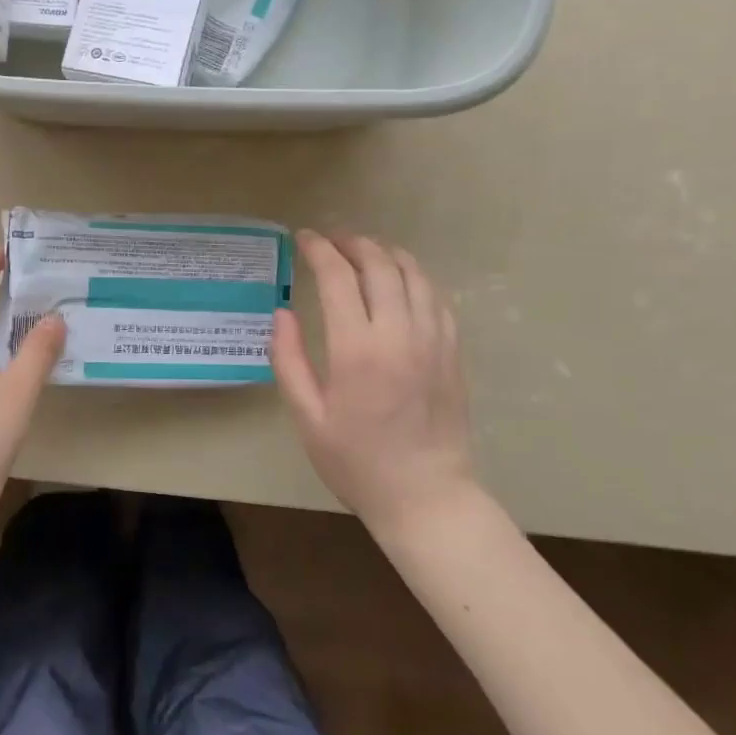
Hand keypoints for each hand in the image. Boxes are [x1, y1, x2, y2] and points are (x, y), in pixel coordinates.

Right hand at [271, 231, 474, 533]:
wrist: (426, 496)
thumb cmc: (356, 462)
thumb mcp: (307, 418)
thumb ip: (289, 360)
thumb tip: (282, 313)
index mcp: (357, 350)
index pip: (338, 278)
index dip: (319, 250)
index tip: (303, 238)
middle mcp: (399, 334)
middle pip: (379, 265)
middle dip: (352, 243)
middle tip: (331, 240)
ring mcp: (433, 340)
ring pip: (413, 274)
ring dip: (386, 253)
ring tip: (364, 250)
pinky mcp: (453, 351)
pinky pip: (436, 297)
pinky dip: (415, 276)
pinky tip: (401, 280)